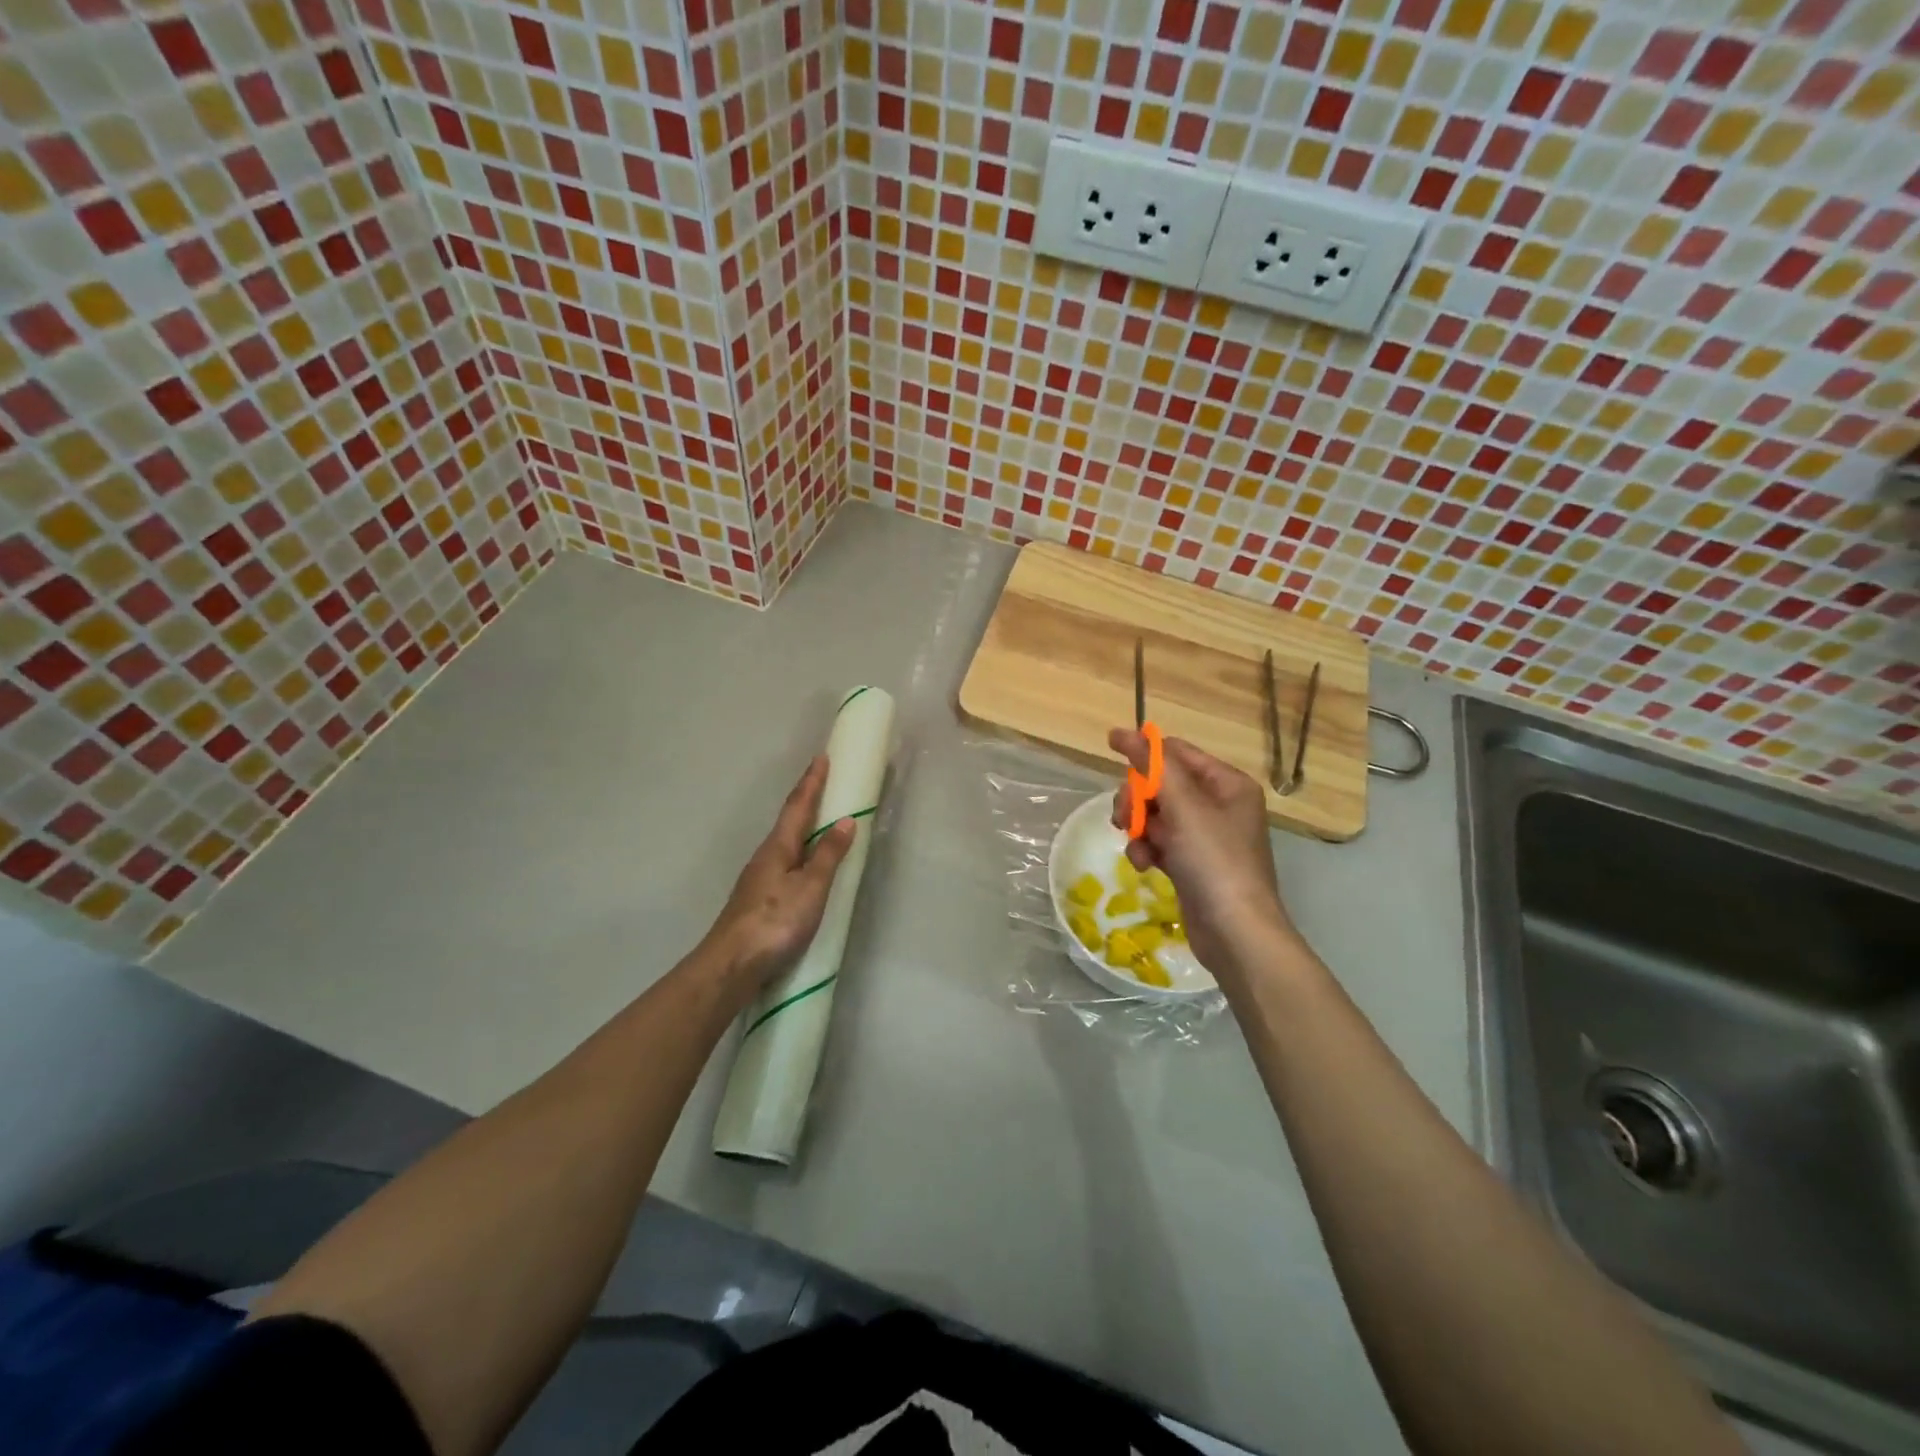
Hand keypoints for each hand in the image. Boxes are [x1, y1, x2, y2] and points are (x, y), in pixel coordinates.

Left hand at [706, 756, 855, 988]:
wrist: (731, 964)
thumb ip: (828, 855)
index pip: (798, 806)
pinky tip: (803, 865)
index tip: (822, 758)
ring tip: (819, 820)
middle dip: (806, 800)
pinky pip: (784, 863)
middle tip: (823, 783)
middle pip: (788, 821)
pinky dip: (799, 852)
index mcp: (778, 847)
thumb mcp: (811, 887)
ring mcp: (758, 879)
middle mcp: (765, 856)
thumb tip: (844, 820)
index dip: (812, 782)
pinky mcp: (757, 900)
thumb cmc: (776, 921)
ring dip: (802, 826)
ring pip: (785, 842)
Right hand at [1109, 729, 1294, 976]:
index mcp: (1227, 784)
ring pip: (1155, 814)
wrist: (1235, 932)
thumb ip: (1153, 766)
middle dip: (1138, 798)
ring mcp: (1204, 836)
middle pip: (1161, 784)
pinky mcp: (1191, 863)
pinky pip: (1158, 842)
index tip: (1110, 748)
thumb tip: (1124, 732)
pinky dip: (1146, 850)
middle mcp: (1218, 805)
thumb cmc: (1214, 861)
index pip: (1178, 752)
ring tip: (1137, 847)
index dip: (1145, 750)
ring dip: (1138, 827)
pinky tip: (1144, 865)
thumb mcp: (1184, 806)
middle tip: (1125, 816)